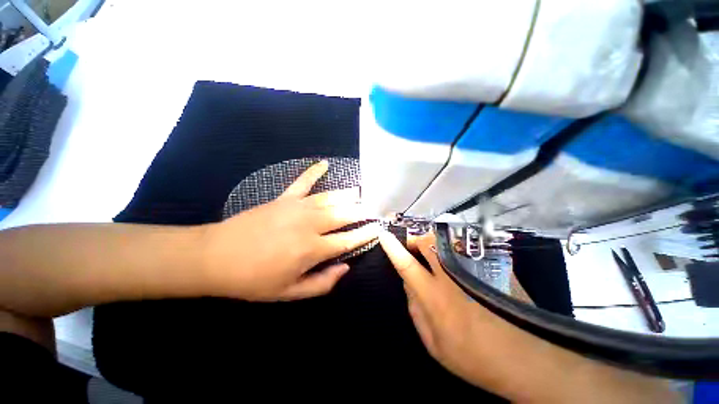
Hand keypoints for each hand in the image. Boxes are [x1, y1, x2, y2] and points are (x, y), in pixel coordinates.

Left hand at [203, 161, 378, 300]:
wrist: (216, 257)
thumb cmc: (253, 279)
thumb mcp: (289, 293)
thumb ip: (322, 283)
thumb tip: (345, 267)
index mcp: (313, 249)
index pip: (349, 240)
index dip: (366, 234)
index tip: (378, 227)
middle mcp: (311, 224)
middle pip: (345, 214)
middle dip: (363, 211)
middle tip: (375, 208)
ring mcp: (298, 207)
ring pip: (331, 197)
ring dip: (349, 194)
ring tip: (362, 191)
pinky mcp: (284, 198)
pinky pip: (303, 181)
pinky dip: (314, 171)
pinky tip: (325, 164)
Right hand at [379, 230, 496, 385]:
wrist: (527, 360)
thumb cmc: (474, 358)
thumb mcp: (434, 345)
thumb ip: (416, 311)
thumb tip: (408, 284)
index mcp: (435, 298)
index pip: (407, 265)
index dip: (393, 248)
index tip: (384, 234)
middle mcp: (452, 278)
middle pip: (428, 244)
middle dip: (416, 240)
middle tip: (413, 247)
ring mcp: (475, 270)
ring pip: (447, 241)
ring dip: (434, 242)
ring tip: (433, 253)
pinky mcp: (493, 267)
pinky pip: (466, 248)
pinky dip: (455, 249)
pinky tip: (459, 261)